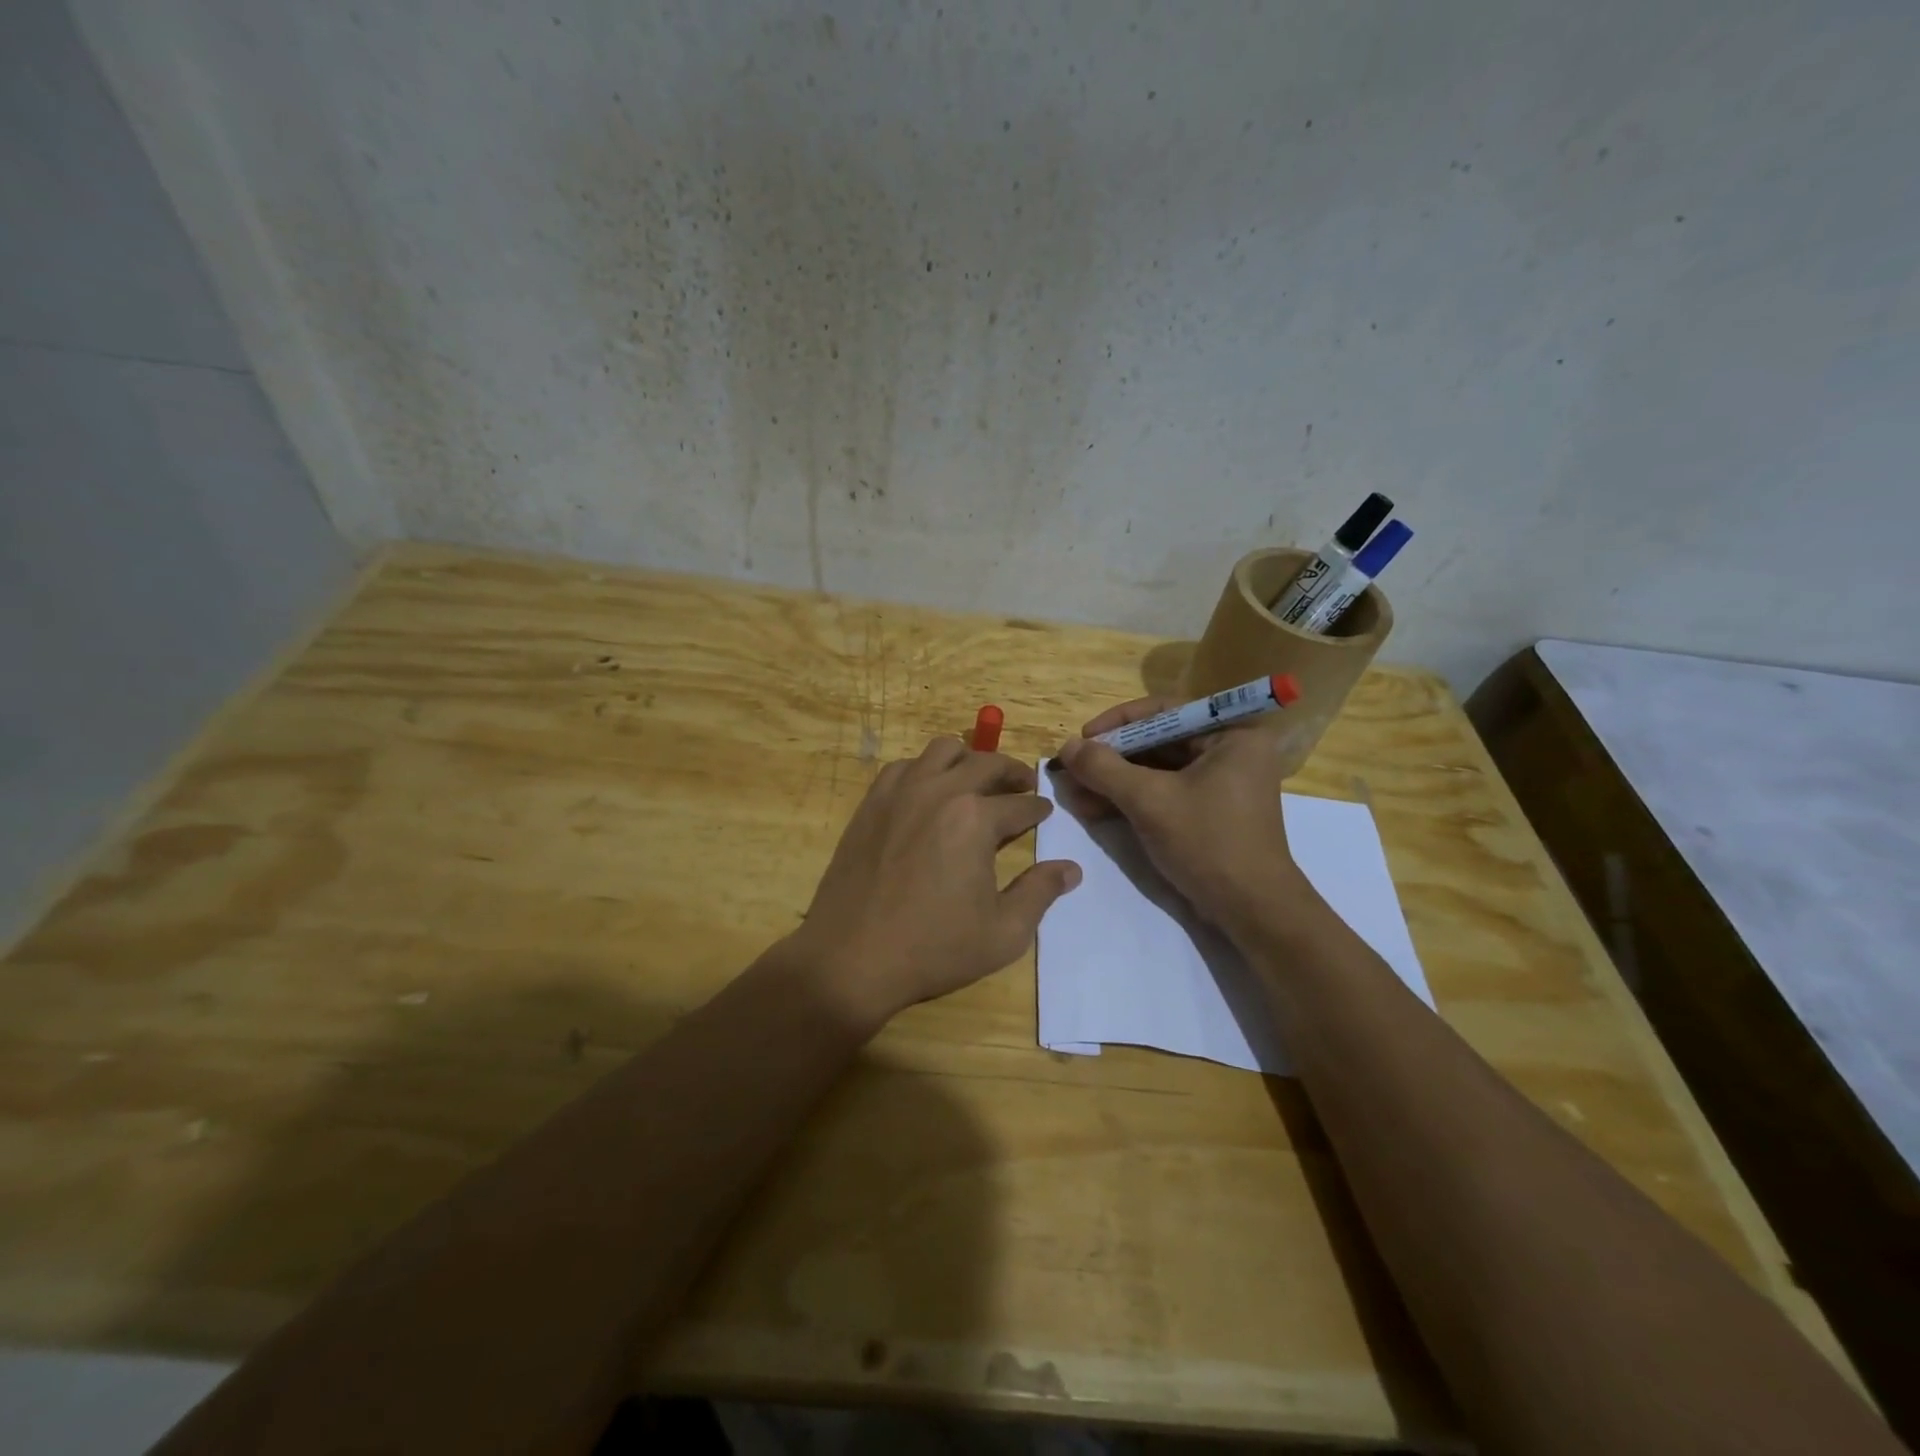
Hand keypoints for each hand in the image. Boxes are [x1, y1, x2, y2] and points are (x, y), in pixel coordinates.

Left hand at [789, 737, 1082, 1023]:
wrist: (851, 957)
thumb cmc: (933, 948)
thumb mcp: (1003, 933)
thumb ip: (1040, 893)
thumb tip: (1070, 869)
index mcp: (975, 819)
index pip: (1020, 803)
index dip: (1038, 808)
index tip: (1045, 812)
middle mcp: (940, 791)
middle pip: (986, 763)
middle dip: (1012, 772)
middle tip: (1023, 784)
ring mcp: (901, 792)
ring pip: (942, 750)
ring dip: (968, 759)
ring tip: (977, 780)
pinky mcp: (872, 803)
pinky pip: (904, 766)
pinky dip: (925, 769)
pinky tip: (929, 791)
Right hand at [1056, 697, 1310, 933]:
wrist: (1251, 910)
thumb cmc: (1208, 843)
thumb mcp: (1149, 801)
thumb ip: (1105, 769)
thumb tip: (1067, 746)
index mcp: (1231, 735)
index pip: (1165, 711)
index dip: (1118, 722)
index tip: (1083, 737)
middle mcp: (1229, 751)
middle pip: (1157, 741)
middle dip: (1110, 759)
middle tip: (1072, 769)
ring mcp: (1219, 783)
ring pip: (1155, 770)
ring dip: (1113, 782)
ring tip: (1073, 794)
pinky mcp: (1208, 811)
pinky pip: (1163, 793)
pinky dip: (1129, 800)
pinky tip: (1092, 809)